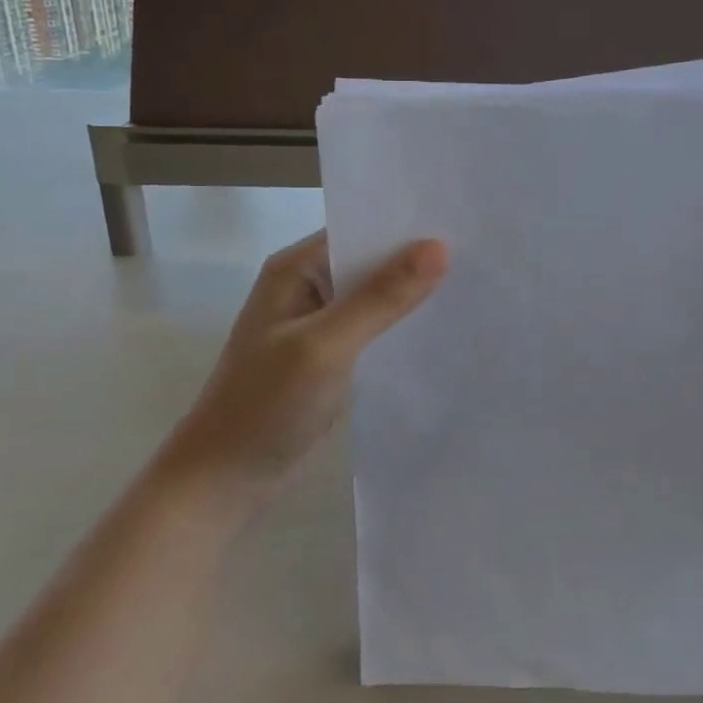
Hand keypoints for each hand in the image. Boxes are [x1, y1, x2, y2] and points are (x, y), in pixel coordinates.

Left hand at [174, 230, 448, 490]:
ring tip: (471, 283)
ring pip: (374, 294)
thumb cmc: (266, 405)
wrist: (224, 482)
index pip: (360, 228)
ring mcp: (317, 321)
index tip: (460, 220)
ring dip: (411, 292)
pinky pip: (373, 326)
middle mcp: (306, 285)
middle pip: (370, 259)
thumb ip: (381, 297)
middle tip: (478, 251)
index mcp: (296, 268)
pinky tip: (438, 325)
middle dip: (416, 258)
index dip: (406, 224)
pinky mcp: (329, 353)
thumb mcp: (327, 346)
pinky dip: (399, 324)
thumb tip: (439, 247)